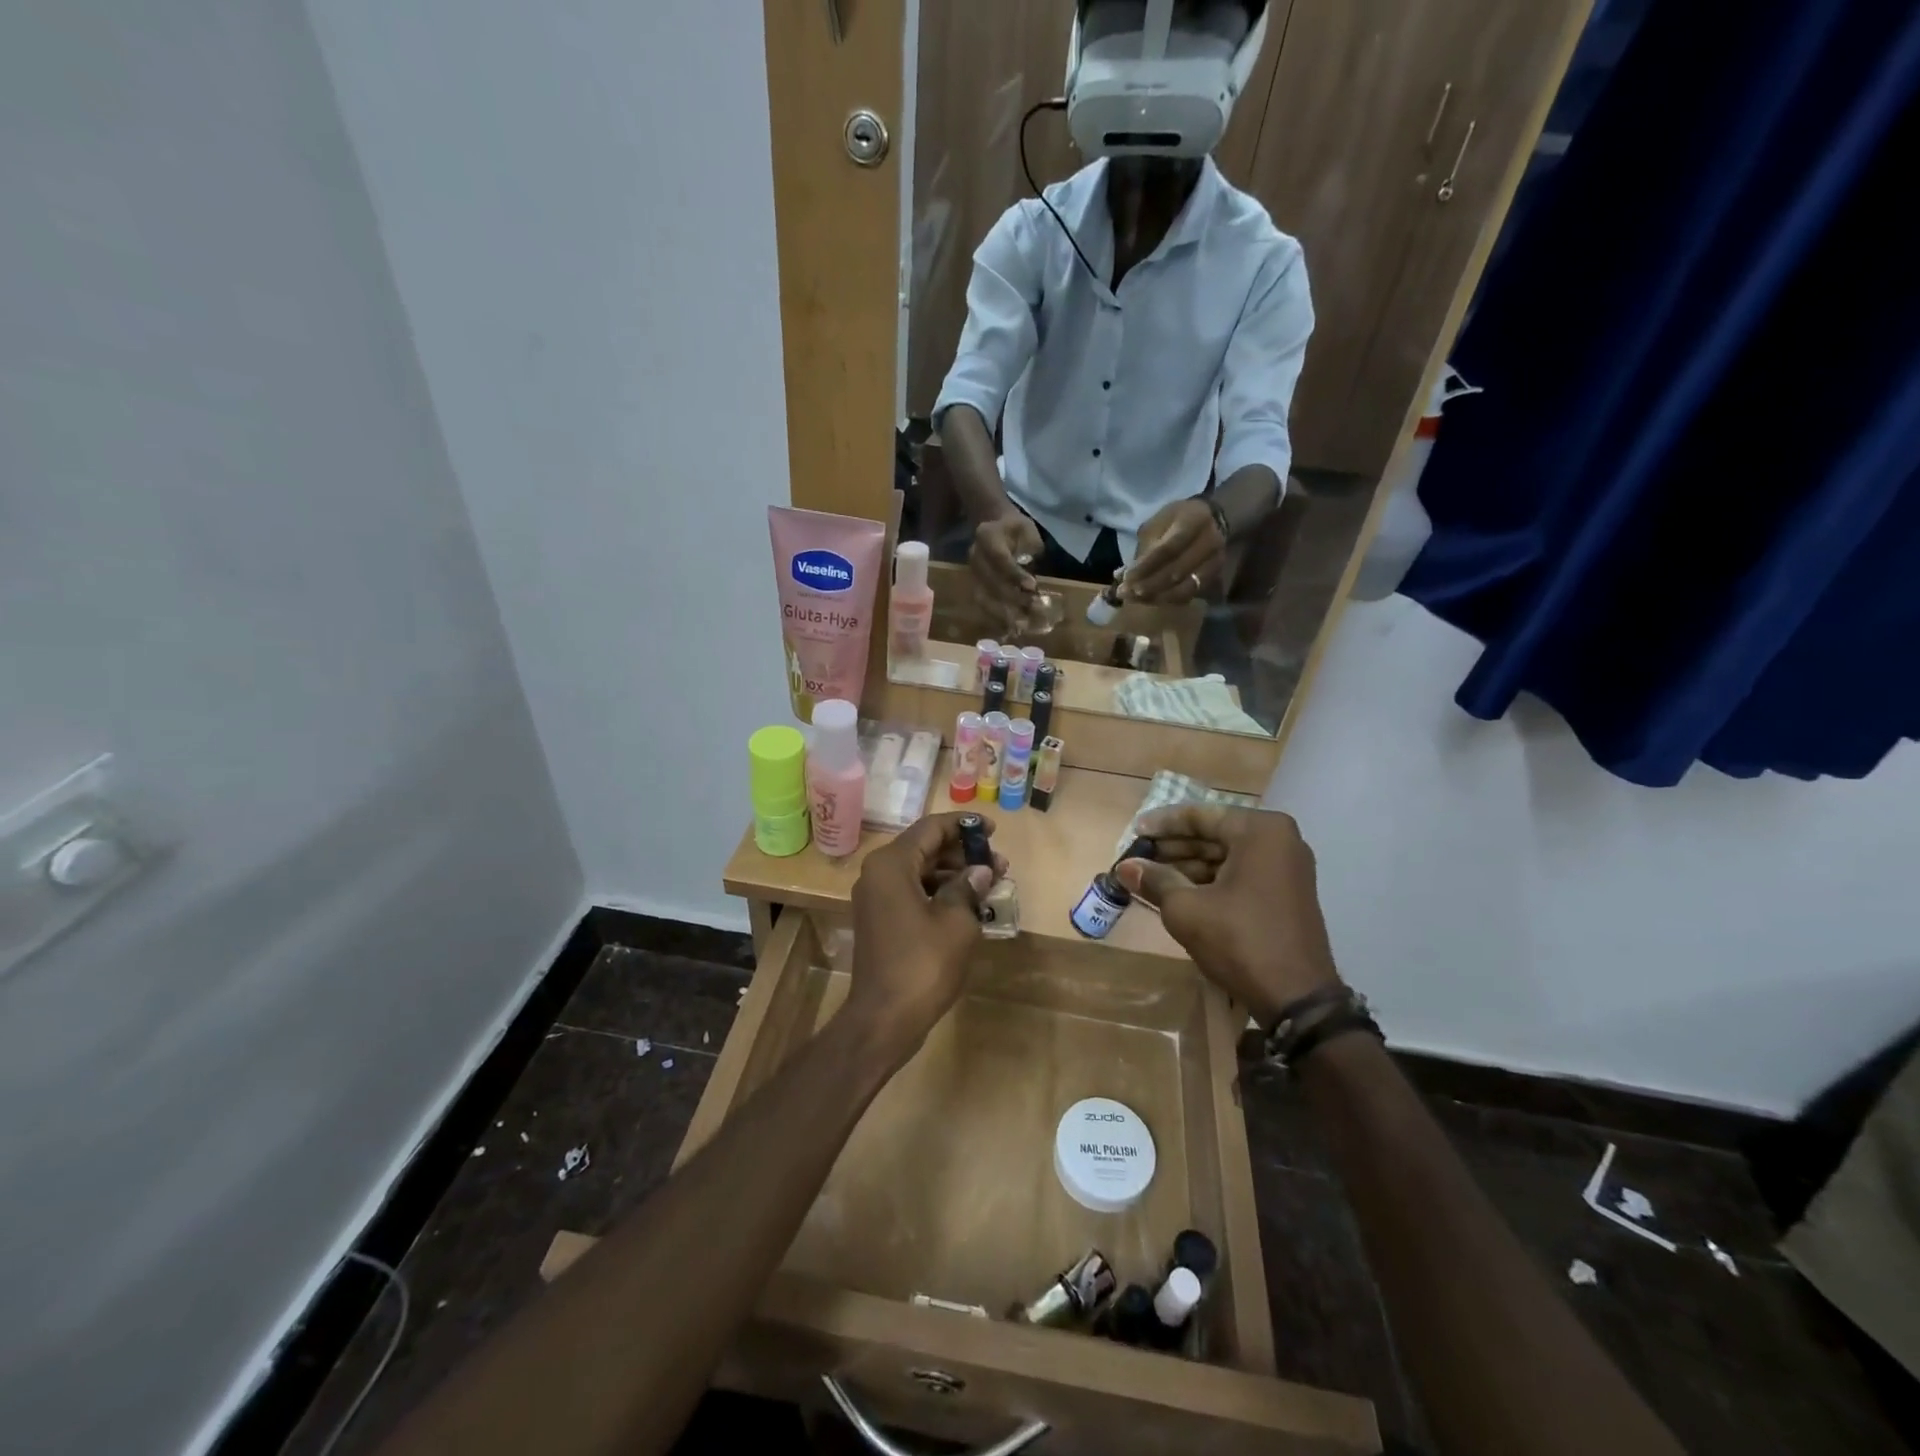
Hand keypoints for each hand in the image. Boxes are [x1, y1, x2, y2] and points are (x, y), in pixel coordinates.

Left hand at [843, 813, 1007, 1066]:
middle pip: (924, 848)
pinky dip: (939, 892)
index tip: (994, 831)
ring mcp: (876, 898)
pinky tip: (968, 905)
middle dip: (963, 853)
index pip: (931, 828)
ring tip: (990, 884)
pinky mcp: (880, 920)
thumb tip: (981, 870)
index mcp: (892, 864)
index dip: (964, 826)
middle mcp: (877, 873)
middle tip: (999, 864)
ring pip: (919, 871)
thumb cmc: (923, 964)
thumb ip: (969, 887)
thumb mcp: (956, 921)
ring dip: (953, 874)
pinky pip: (912, 892)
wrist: (884, 1019)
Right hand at [968, 513, 1044, 621]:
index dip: (1014, 575)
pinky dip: (996, 617)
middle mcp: (974, 555)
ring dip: (1003, 613)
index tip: (1032, 586)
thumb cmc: (1017, 530)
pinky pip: (982, 604)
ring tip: (1022, 624)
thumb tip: (1031, 585)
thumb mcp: (1028, 533)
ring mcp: (971, 572)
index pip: (1000, 558)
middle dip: (1012, 598)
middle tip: (1033, 608)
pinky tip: (1011, 626)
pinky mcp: (974, 585)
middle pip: (990, 581)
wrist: (995, 526)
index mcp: (987, 536)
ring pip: (983, 597)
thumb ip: (1029, 554)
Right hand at [1114, 805, 1340, 1023]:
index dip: (1162, 824)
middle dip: (1174, 846)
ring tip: (1150, 876)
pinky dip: (1210, 879)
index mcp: (1259, 830)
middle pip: (1214, 833)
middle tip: (1138, 856)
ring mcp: (1286, 867)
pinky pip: (1240, 873)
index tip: (1133, 832)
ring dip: (1188, 864)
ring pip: (1226, 855)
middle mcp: (1279, 839)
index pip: (1200, 815)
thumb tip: (1124, 867)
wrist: (1296, 999)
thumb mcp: (1186, 909)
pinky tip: (1177, 891)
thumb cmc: (1239, 941)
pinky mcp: (1285, 892)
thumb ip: (1154, 879)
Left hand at [1124, 498, 1224, 604]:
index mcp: (1194, 520)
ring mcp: (1216, 561)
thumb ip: (1145, 546)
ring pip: (1184, 587)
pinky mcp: (1215, 576)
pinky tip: (1150, 599)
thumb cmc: (1177, 519)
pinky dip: (1168, 599)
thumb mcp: (1159, 522)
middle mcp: (1210, 541)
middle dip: (1148, 585)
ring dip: (1157, 596)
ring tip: (1134, 598)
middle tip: (1125, 593)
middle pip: (1177, 571)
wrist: (1212, 520)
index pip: (1168, 549)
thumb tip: (1124, 574)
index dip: (1146, 566)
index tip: (1126, 578)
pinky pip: (1190, 594)